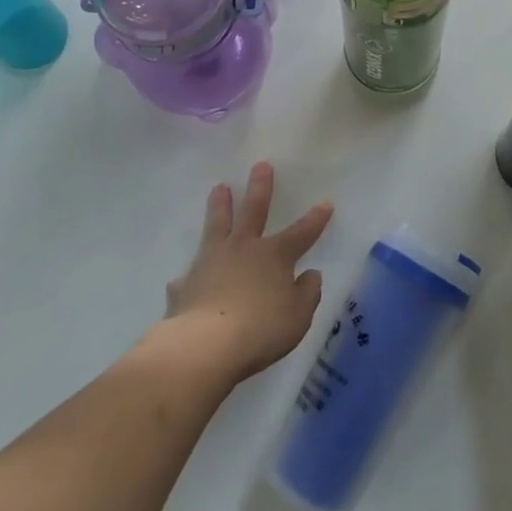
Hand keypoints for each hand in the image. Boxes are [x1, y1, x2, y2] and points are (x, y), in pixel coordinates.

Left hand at [161, 162, 333, 384]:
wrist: (205, 345)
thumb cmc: (261, 329)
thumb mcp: (298, 316)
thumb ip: (307, 294)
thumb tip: (310, 275)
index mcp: (275, 256)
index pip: (301, 232)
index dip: (315, 219)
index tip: (325, 202)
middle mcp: (243, 249)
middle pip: (253, 211)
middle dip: (260, 188)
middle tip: (260, 165)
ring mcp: (211, 262)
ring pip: (217, 226)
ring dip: (220, 206)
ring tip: (219, 187)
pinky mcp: (186, 284)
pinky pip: (190, 275)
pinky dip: (191, 275)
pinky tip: (185, 278)